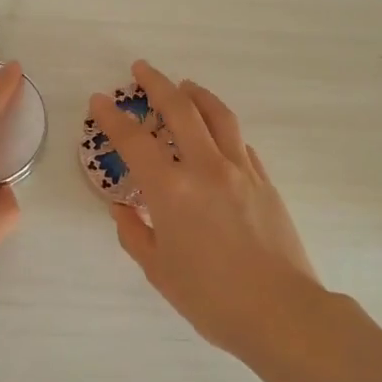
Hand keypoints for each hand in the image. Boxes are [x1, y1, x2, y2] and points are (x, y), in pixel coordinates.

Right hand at [90, 61, 322, 356]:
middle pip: (180, 110)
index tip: (99, 100)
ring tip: (185, 86)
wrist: (281, 312)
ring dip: (197, 94)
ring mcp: (241, 171)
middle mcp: (206, 168)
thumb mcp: (159, 270)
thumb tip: (123, 210)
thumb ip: (136, 234)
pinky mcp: (265, 181)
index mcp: (171, 190)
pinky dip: (222, 129)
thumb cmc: (211, 298)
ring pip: (218, 116)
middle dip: (157, 84)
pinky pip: (240, 143)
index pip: (134, 141)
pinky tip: (217, 134)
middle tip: (141, 69)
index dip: (112, 117)